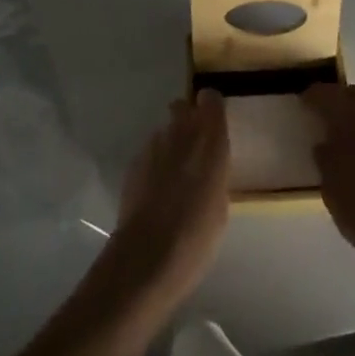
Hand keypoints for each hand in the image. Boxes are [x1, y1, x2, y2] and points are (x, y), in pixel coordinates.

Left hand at [108, 90, 230, 305]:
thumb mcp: (220, 205)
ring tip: (175, 173)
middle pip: (182, 108)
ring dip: (171, 143)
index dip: (212, 107)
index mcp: (210, 141)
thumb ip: (215, 174)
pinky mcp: (134, 162)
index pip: (211, 100)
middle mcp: (181, 134)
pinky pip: (150, 152)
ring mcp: (154, 146)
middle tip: (195, 146)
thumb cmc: (197, 235)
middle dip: (188, 119)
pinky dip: (156, 162)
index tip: (215, 121)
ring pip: (165, 130)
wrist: (148, 255)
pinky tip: (157, 189)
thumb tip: (208, 169)